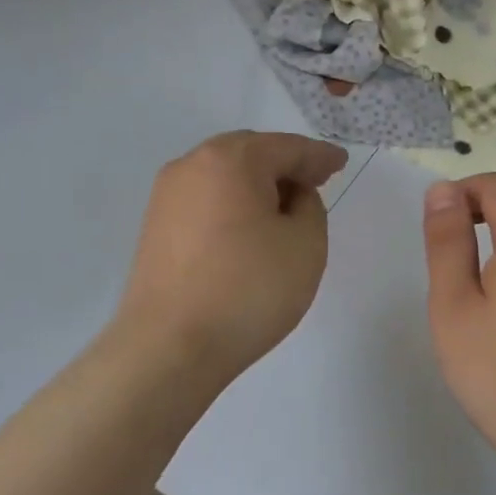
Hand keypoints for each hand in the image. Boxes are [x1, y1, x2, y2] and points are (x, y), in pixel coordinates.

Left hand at [116, 131, 348, 379]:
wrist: (169, 346)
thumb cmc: (247, 290)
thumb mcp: (305, 245)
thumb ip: (309, 206)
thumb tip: (289, 196)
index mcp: (230, 159)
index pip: (287, 148)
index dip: (319, 156)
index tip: (341, 163)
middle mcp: (191, 166)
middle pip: (249, 154)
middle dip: (285, 166)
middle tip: (315, 182)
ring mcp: (166, 197)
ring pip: (223, 177)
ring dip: (256, 186)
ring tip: (283, 208)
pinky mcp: (155, 228)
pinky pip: (204, 202)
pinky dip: (231, 206)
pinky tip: (247, 230)